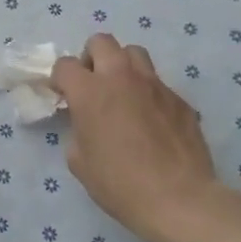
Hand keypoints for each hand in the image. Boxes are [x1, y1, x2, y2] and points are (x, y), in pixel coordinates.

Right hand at [49, 34, 220, 241]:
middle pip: (101, 42)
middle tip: (92, 84)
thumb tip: (87, 124)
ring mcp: (155, 86)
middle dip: (91, 57)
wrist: (179, 200)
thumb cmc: (119, 183)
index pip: (65, 64)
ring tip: (122, 93)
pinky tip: (150, 121)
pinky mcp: (180, 100)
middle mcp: (121, 78)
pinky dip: (148, 93)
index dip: (60, 79)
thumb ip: (78, 130)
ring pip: (134, 53)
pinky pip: (158, 84)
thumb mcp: (79, 160)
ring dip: (122, 66)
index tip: (63, 96)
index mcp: (90, 91)